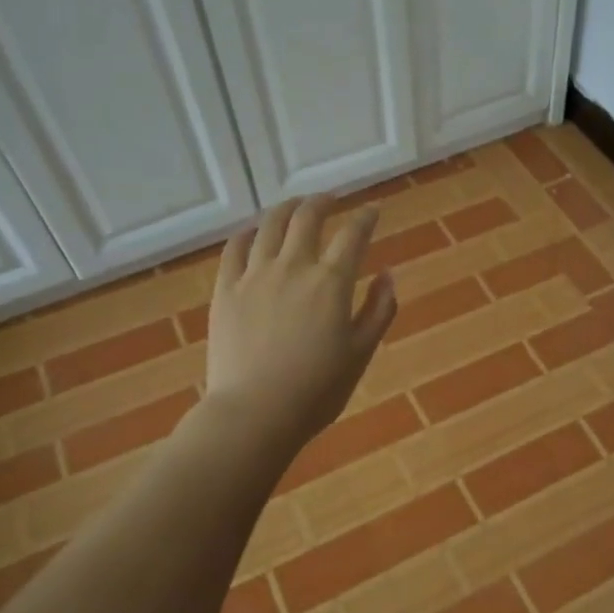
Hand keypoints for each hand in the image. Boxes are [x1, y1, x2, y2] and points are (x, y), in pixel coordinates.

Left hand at [204, 196, 397, 449]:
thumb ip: (379, 309)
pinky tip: (254, 231)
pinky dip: (248, 232)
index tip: (373, 211)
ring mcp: (254, 275)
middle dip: (324, 202)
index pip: (353, 235)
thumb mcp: (362, 352)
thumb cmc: (317, 389)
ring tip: (295, 205)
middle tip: (332, 199)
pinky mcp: (225, 289)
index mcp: (331, 282)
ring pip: (270, 225)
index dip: (366, 218)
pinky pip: (234, 247)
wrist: (255, 413)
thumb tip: (388, 274)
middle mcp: (293, 266)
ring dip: (287, 208)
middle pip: (308, 217)